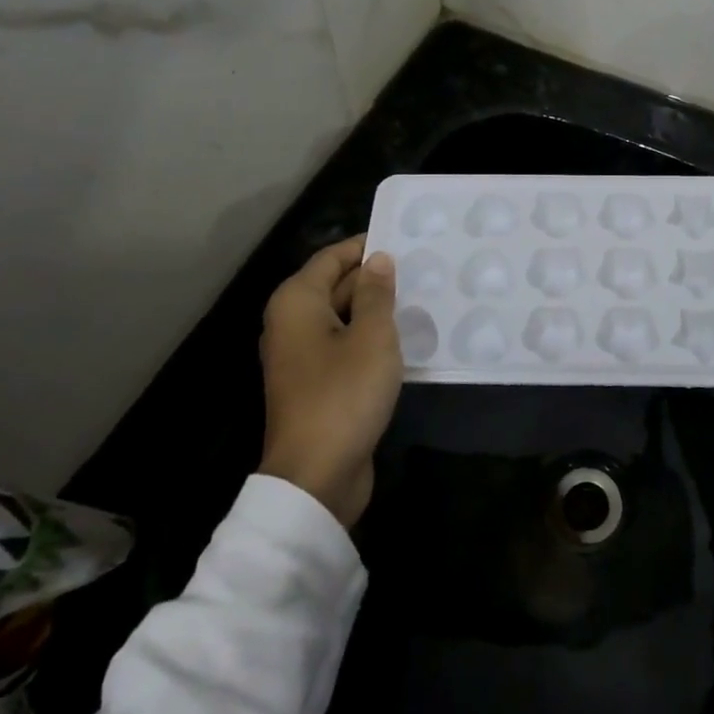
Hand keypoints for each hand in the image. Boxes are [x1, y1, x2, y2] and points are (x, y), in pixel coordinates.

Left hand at [259, 235, 402, 527]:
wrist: (316, 475)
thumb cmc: (343, 395)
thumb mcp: (371, 337)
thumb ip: (375, 293)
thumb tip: (378, 260)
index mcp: (297, 303)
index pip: (332, 258)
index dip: (366, 246)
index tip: (404, 238)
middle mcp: (292, 324)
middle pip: (335, 286)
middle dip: (374, 277)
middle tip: (422, 267)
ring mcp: (302, 357)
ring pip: (343, 318)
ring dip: (376, 309)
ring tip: (421, 296)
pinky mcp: (317, 384)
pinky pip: (345, 346)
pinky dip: (370, 338)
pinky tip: (405, 337)